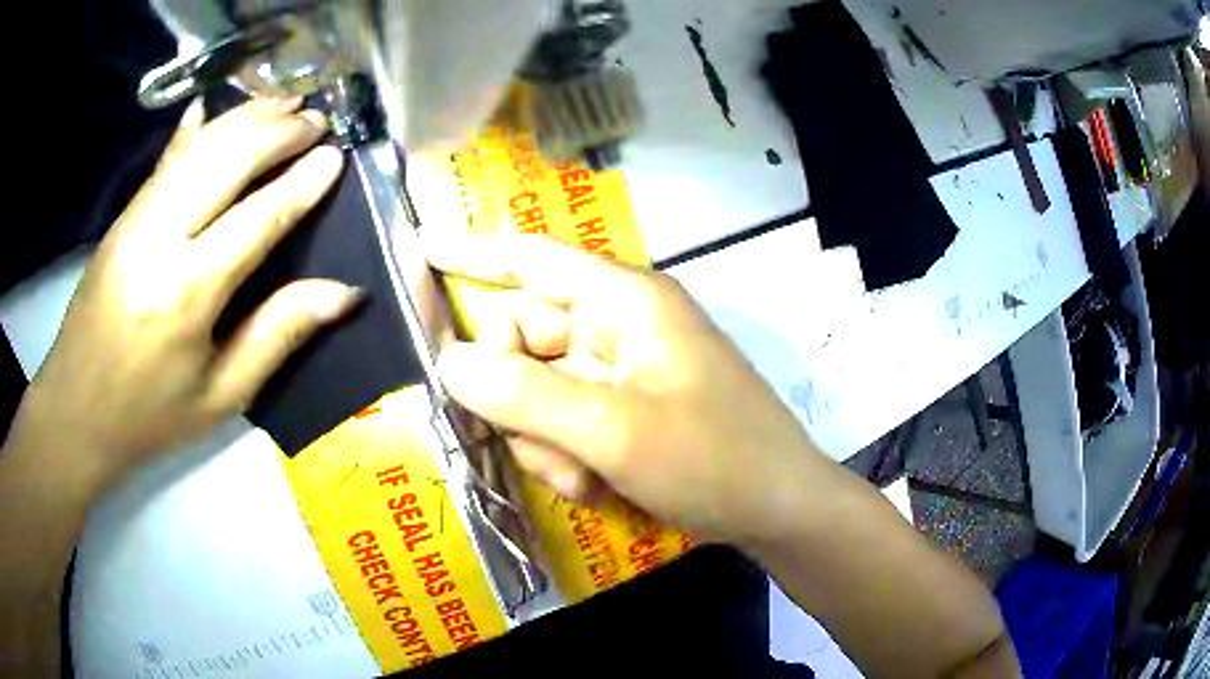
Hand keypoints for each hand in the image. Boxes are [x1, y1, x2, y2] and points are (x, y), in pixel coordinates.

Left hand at [11, 97, 357, 496]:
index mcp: (187, 293)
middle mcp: (159, 239)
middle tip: (318, 120)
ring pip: (198, 146)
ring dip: (246, 117)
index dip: (301, 183)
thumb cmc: (150, 414)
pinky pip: (167, 158)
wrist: (76, 411)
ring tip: (286, 102)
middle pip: (227, 160)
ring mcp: (135, 219)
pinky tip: (218, 107)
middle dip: (278, 132)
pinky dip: (199, 127)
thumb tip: (343, 293)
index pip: (257, 217)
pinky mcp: (122, 216)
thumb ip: (278, 335)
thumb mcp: (221, 395)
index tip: (335, 156)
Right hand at [427, 234, 822, 544]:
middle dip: (519, 402)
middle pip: (524, 340)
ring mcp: (623, 371)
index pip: (532, 259)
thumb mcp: (613, 432)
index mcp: (625, 302)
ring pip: (538, 393)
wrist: (779, 511)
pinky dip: (571, 459)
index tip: (421, 250)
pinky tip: (601, 488)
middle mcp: (619, 326)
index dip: (473, 251)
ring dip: (548, 443)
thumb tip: (449, 362)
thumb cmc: (713, 460)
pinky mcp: (626, 410)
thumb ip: (523, 396)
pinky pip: (565, 423)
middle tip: (543, 449)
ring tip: (588, 479)